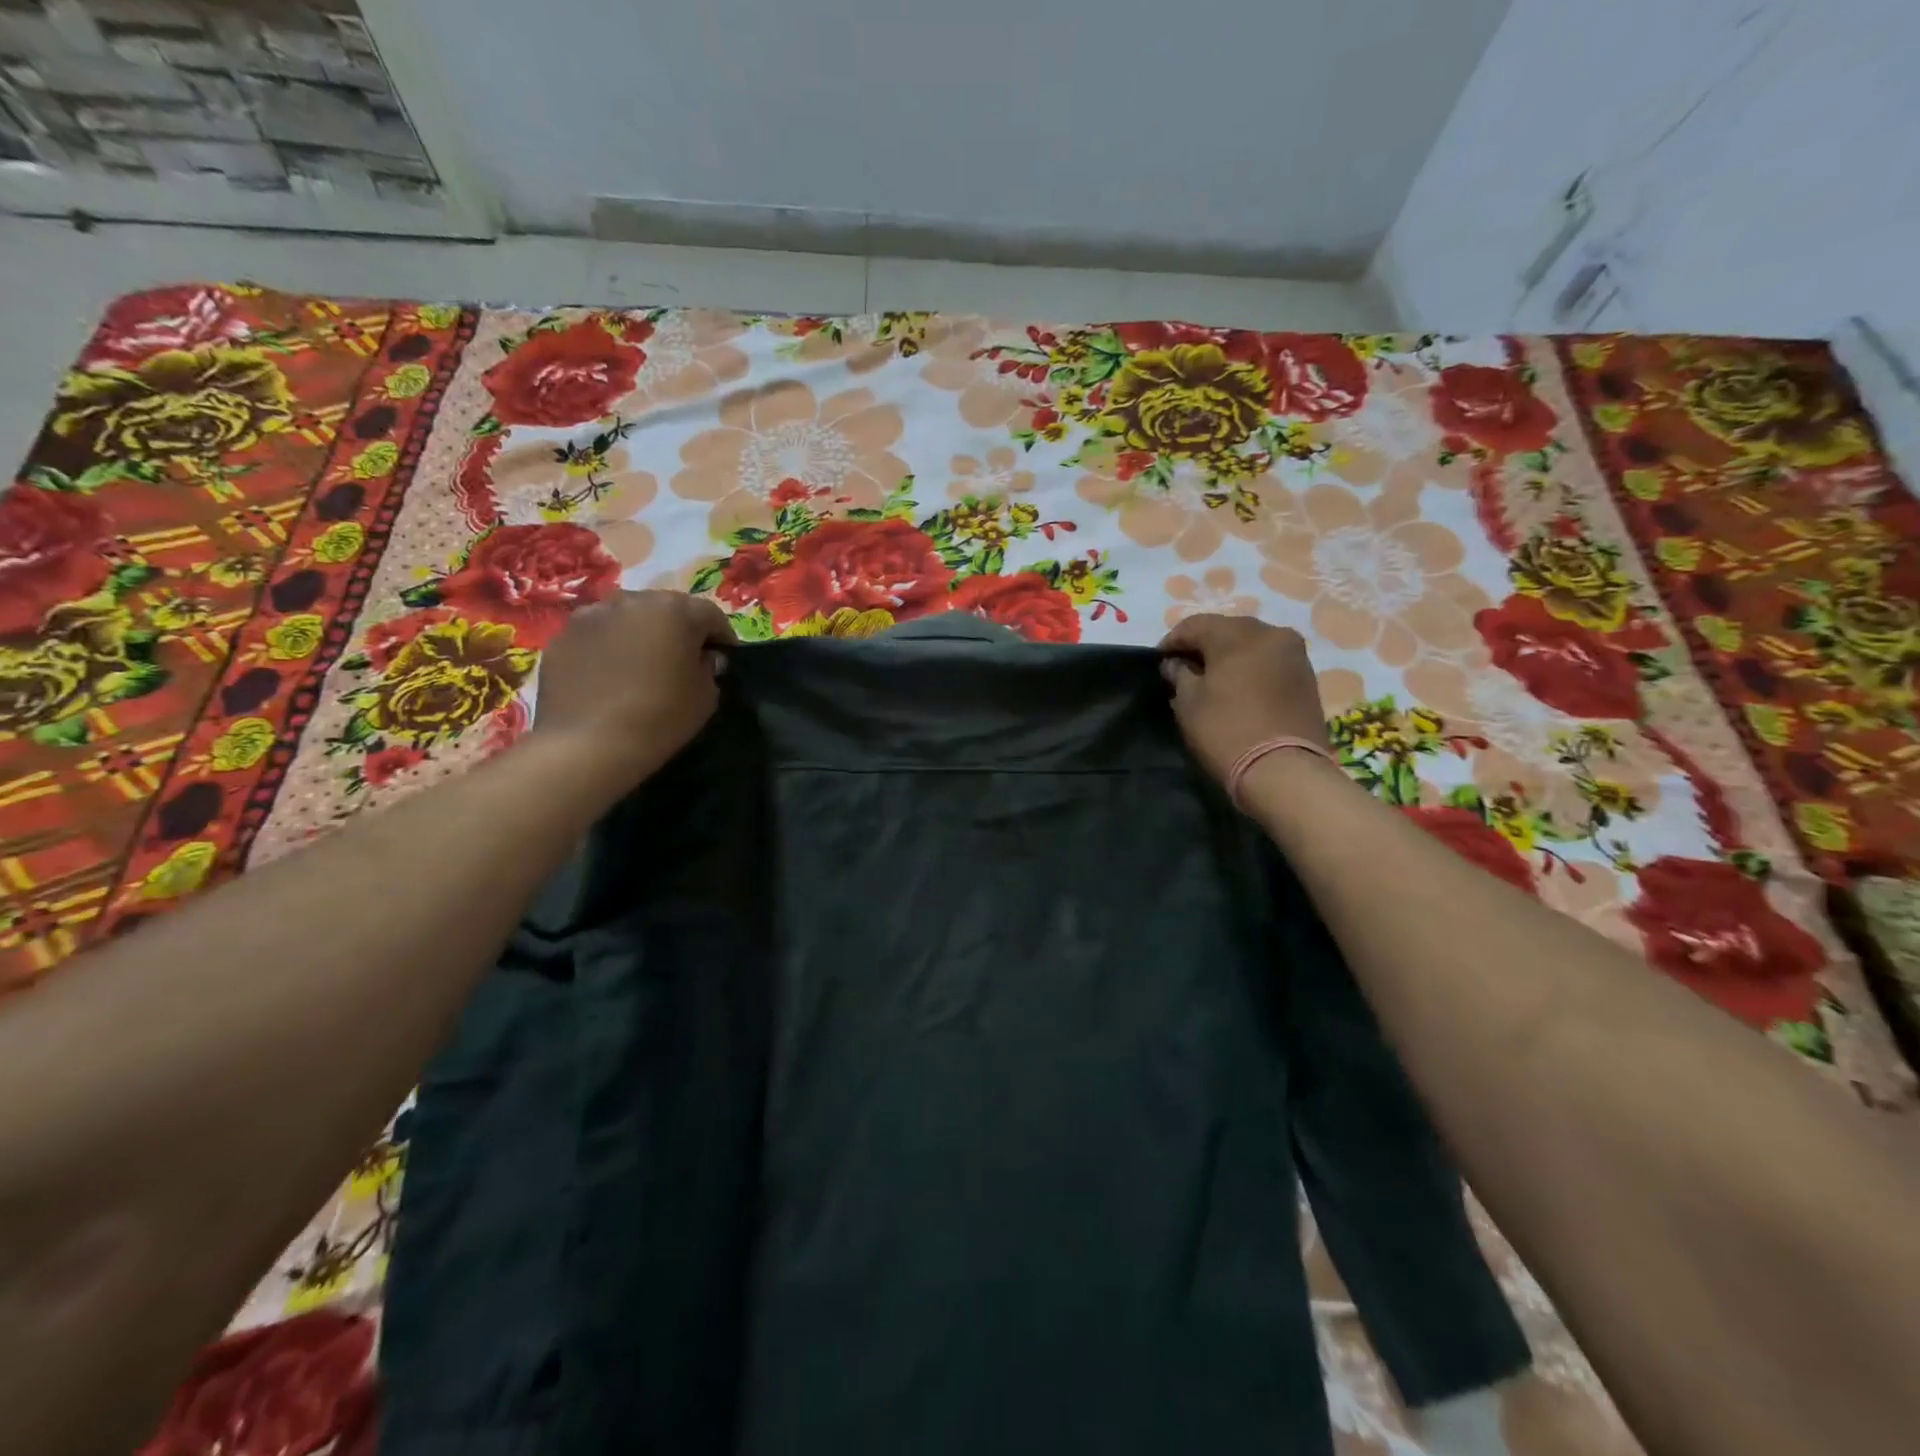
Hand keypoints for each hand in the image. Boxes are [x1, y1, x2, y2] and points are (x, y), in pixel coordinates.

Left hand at [530, 590, 736, 783]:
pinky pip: (596, 636)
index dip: (722, 637)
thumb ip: (709, 668)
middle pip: (665, 608)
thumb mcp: (706, 697)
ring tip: (641, 667)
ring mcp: (591, 615)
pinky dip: (608, 649)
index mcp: (674, 610)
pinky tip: (609, 678)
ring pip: (627, 618)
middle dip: (678, 630)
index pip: (710, 615)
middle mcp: (631, 600)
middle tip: (682, 661)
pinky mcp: (562, 636)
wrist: (588, 745)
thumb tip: (703, 658)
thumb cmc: (660, 718)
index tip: (723, 660)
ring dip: (640, 635)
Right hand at [1159, 614, 1328, 784]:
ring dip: (1229, 656)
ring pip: (1252, 644)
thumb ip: (1179, 674)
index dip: (1173, 641)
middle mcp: (1272, 633)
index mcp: (1239, 634)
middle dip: (1203, 645)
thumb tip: (1174, 664)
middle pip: (1227, 629)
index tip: (1160, 661)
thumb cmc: (1226, 731)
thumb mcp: (1188, 702)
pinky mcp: (1307, 677)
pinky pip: (1270, 661)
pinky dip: (1251, 668)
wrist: (1283, 770)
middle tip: (1184, 668)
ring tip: (1212, 680)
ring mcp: (1295, 655)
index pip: (1195, 625)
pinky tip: (1238, 688)